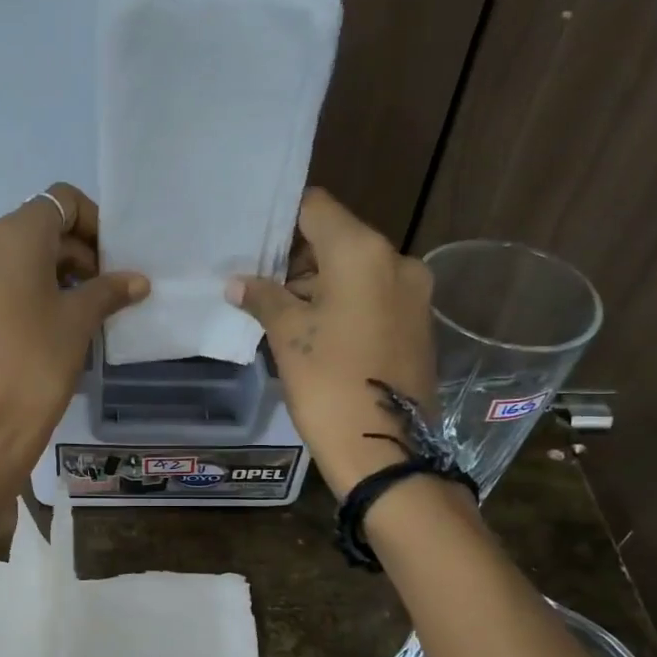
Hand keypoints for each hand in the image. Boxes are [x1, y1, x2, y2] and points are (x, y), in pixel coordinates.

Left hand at [0, 183, 147, 499]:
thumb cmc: (35, 366)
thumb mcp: (78, 324)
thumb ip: (108, 292)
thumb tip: (136, 281)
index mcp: (12, 234)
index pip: (61, 201)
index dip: (94, 224)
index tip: (114, 262)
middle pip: (36, 229)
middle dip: (75, 253)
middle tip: (104, 293)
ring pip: (13, 259)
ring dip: (49, 275)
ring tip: (76, 315)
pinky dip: (21, 295)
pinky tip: (39, 333)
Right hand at [228, 189, 434, 498]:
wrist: (384, 448)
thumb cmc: (328, 383)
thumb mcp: (288, 337)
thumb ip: (264, 298)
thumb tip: (238, 283)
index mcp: (363, 252)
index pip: (317, 208)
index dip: (283, 221)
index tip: (255, 244)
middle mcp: (397, 261)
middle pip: (339, 239)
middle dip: (299, 260)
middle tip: (262, 287)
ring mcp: (414, 294)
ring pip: (358, 271)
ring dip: (322, 285)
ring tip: (285, 318)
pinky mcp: (419, 324)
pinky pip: (375, 298)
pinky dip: (346, 305)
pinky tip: (319, 335)